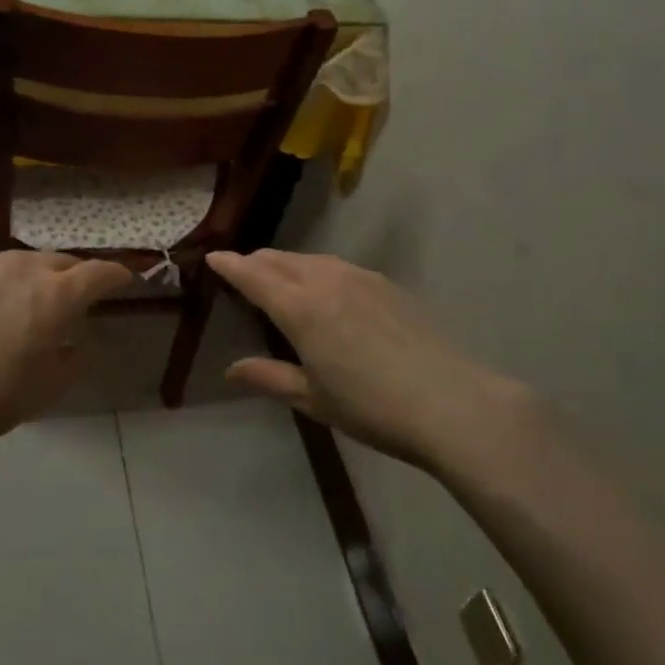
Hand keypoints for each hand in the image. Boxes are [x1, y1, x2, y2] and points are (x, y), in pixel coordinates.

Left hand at [0, 251, 133, 465]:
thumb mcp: (48, 390)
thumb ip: (73, 360)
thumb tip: (73, 344)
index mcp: (56, 295)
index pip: (99, 273)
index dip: (116, 276)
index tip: (124, 281)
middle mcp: (23, 269)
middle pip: (61, 262)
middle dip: (76, 276)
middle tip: (77, 297)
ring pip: (22, 263)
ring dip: (36, 278)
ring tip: (30, 303)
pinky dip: (1, 286)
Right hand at [207, 250, 539, 473]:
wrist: (451, 401)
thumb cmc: (371, 407)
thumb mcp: (314, 398)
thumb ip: (270, 377)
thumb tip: (231, 369)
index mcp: (301, 308)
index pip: (254, 276)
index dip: (230, 265)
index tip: (212, 257)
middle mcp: (327, 281)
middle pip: (281, 260)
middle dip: (256, 261)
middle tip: (241, 269)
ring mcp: (362, 278)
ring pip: (312, 259)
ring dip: (288, 263)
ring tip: (278, 275)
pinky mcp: (388, 285)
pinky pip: (339, 266)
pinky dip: (318, 269)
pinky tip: (325, 287)